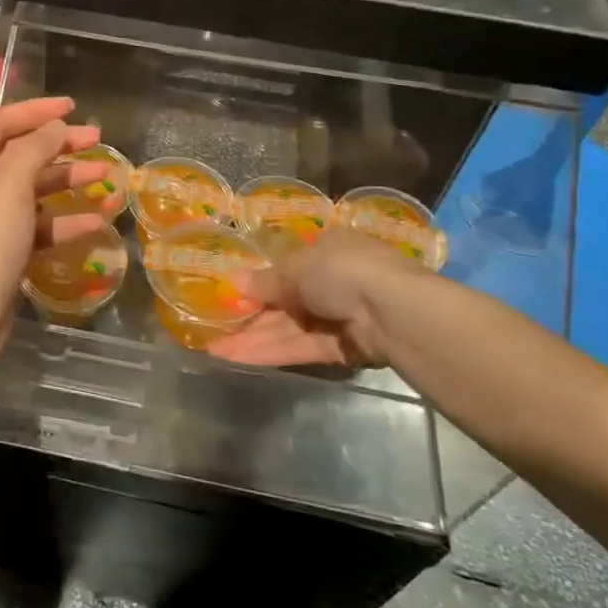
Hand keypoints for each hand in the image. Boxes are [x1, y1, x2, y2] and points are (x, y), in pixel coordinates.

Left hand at [0, 97, 108, 350]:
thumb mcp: (11, 187)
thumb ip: (34, 150)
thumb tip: (53, 126)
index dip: (34, 110)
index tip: (72, 107)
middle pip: (18, 153)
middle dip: (58, 145)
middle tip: (97, 139)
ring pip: (31, 189)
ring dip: (66, 181)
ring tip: (105, 175)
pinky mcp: (1, 250)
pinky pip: (35, 225)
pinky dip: (62, 221)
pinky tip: (95, 222)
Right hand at [208, 230, 416, 369]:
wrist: (395, 313)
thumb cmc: (343, 270)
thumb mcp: (296, 267)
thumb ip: (265, 280)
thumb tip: (234, 283)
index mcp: (326, 250)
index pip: (287, 266)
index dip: (257, 281)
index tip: (228, 293)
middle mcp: (333, 282)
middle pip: (283, 301)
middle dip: (249, 315)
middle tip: (212, 327)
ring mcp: (337, 317)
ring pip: (287, 328)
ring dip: (252, 337)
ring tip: (213, 349)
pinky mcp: (342, 349)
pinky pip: (300, 348)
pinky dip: (270, 352)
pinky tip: (237, 357)